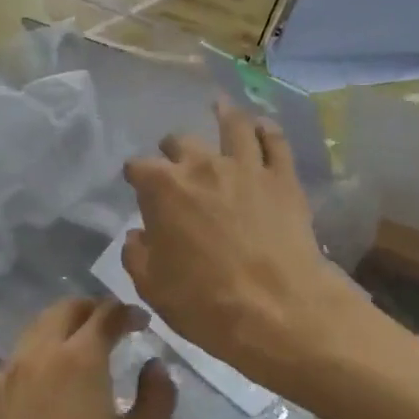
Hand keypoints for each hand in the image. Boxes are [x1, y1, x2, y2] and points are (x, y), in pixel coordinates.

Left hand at [0, 299, 175, 418]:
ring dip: (55, 322)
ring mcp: (7, 374)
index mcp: (82, 359)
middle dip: (91, 309)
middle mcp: (41, 354)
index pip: (107, 316)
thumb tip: (154, 365)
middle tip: (111, 323)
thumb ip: (157, 398)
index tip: (142, 321)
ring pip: (31, 329)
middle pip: (65, 312)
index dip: (127, 312)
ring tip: (72, 329)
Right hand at [122, 101, 360, 392]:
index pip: (138, 167)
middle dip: (173, 149)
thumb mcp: (152, 287)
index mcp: (163, 188)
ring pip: (233, 126)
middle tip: (175, 160)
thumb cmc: (205, 302)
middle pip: (181, 141)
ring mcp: (247, 167)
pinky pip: (275, 142)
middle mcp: (203, 166)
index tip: (136, 184)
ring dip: (222, 116)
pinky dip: (266, 130)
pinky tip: (262, 126)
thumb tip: (138, 235)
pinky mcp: (283, 178)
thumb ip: (137, 254)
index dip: (135, 175)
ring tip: (219, 108)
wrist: (277, 309)